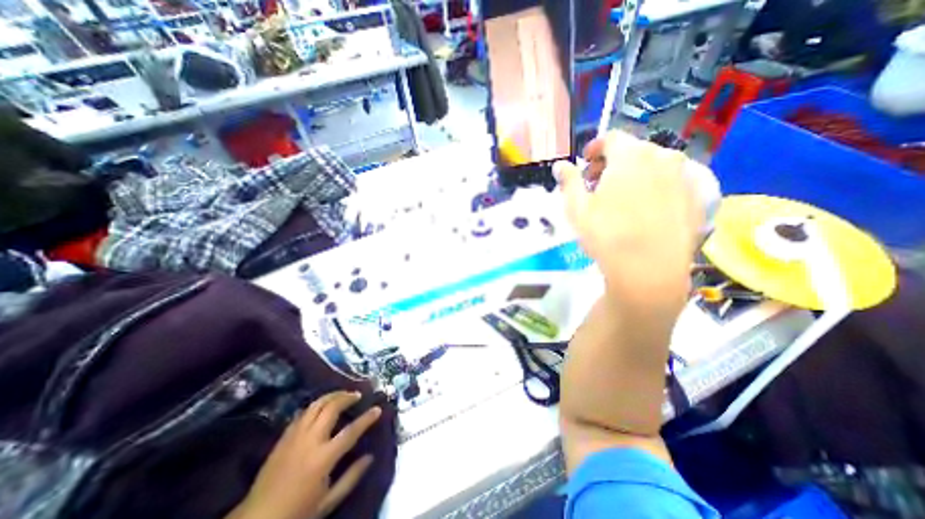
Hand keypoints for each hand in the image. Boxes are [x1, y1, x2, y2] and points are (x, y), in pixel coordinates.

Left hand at [230, 392, 385, 518]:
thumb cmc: (296, 512)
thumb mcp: (328, 501)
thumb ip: (351, 477)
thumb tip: (370, 457)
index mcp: (323, 458)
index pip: (351, 431)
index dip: (366, 418)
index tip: (377, 408)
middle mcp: (310, 441)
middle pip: (331, 408)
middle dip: (347, 397)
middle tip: (358, 394)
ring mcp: (295, 436)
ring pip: (316, 405)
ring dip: (332, 396)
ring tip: (342, 394)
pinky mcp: (284, 437)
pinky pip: (303, 413)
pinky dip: (316, 405)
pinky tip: (322, 406)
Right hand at [556, 131, 700, 306]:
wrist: (649, 269)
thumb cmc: (606, 234)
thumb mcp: (576, 208)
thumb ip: (569, 181)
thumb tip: (560, 165)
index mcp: (631, 156)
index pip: (611, 138)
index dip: (594, 148)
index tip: (585, 164)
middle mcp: (663, 157)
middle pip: (634, 150)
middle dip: (612, 162)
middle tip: (597, 184)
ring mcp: (684, 177)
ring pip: (654, 165)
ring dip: (634, 174)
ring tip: (620, 197)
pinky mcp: (697, 198)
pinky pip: (671, 182)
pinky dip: (654, 187)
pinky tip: (644, 210)